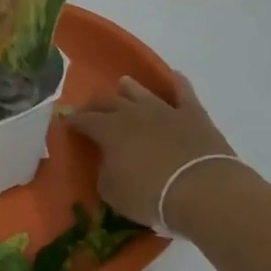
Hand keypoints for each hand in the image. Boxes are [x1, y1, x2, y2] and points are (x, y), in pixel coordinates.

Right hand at [66, 74, 238, 227]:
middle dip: (95, 105)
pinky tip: (175, 76)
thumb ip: (106, 173)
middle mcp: (132, 113)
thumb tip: (109, 164)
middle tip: (89, 109)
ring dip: (130, 89)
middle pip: (108, 102)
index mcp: (108, 130)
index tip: (67, 122)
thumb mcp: (113, 192)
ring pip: (141, 92)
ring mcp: (164, 110)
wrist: (202, 190)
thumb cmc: (150, 195)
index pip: (84, 120)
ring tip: (123, 84)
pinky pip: (184, 92)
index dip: (74, 121)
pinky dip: (178, 83)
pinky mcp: (193, 115)